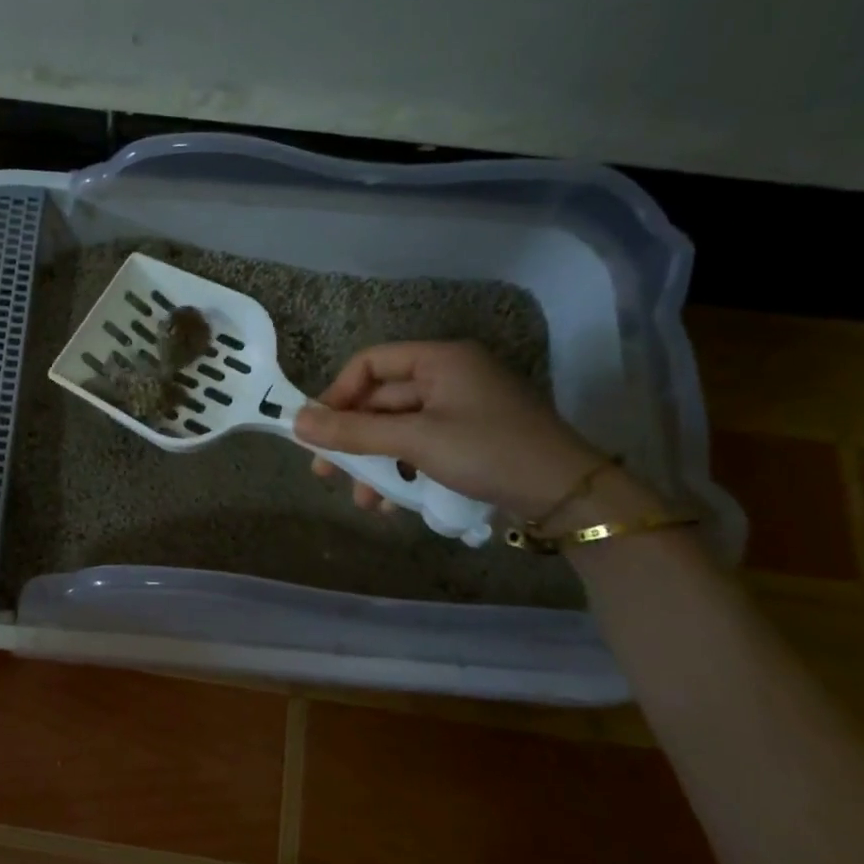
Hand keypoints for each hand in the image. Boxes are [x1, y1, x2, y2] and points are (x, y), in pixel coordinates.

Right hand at [295, 341, 604, 518]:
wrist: (567, 496)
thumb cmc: (488, 452)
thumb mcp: (415, 441)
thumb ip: (354, 432)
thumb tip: (296, 423)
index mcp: (440, 360)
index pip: (371, 363)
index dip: (338, 394)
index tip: (317, 429)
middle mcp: (449, 377)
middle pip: (382, 401)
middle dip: (353, 440)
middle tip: (326, 472)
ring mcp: (462, 410)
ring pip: (399, 430)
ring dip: (375, 463)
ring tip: (362, 500)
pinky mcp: (471, 440)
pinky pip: (422, 447)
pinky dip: (402, 471)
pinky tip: (392, 503)